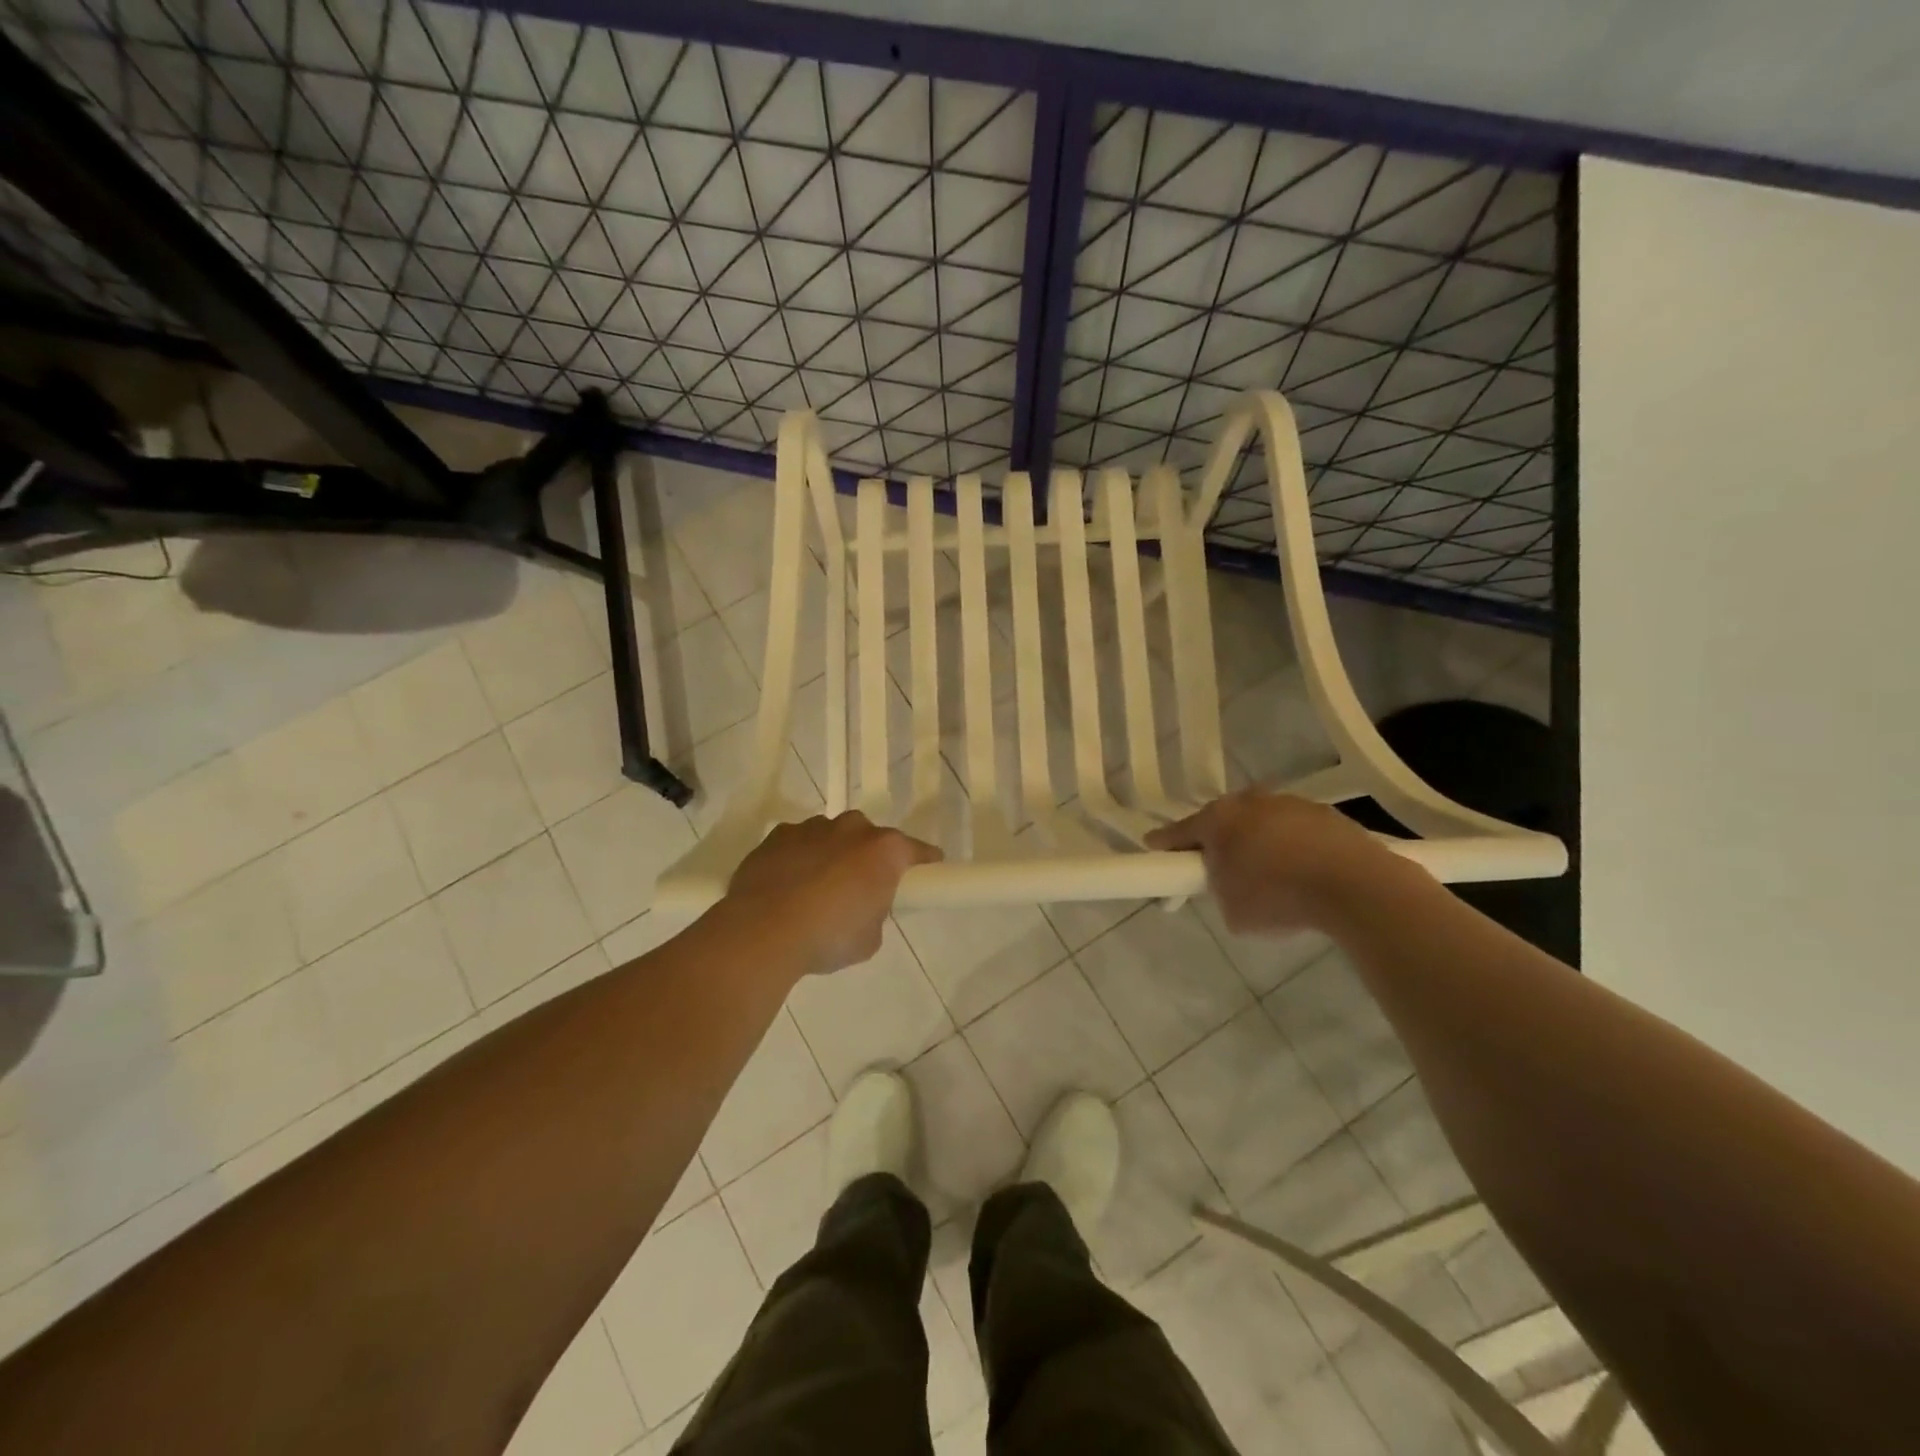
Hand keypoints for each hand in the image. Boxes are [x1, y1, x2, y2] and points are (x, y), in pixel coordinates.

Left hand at [722, 813, 941, 974]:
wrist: (762, 931)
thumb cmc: (828, 936)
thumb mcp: (869, 938)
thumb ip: (875, 913)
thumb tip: (863, 907)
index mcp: (884, 850)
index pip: (917, 851)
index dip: (924, 862)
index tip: (928, 871)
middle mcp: (852, 828)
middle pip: (871, 837)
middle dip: (869, 857)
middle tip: (861, 887)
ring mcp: (812, 828)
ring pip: (832, 836)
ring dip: (832, 855)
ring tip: (818, 888)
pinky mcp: (777, 835)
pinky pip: (798, 843)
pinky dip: (799, 858)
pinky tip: (788, 884)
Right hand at [1146, 789, 1397, 935]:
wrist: (1354, 885)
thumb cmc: (1277, 896)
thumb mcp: (1232, 910)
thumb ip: (1220, 890)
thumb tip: (1231, 884)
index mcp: (1217, 819)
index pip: (1180, 831)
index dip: (1165, 843)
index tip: (1153, 846)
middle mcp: (1249, 801)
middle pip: (1223, 820)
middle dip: (1219, 840)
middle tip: (1221, 868)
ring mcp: (1289, 803)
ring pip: (1261, 822)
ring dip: (1259, 842)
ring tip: (1270, 876)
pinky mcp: (1325, 814)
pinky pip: (1295, 830)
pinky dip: (1292, 847)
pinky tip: (1303, 873)